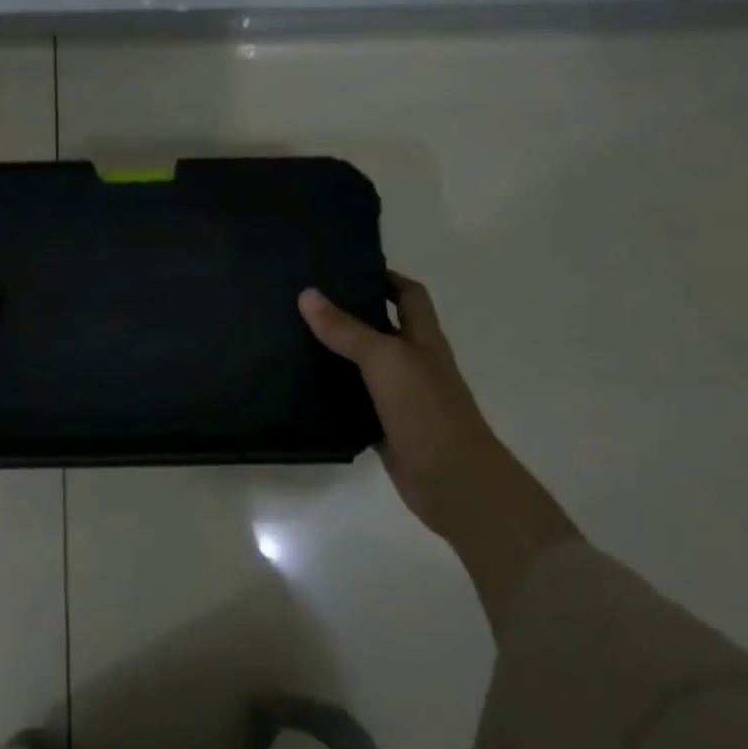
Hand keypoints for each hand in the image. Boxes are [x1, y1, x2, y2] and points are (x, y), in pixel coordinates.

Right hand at [297, 274, 498, 543]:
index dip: (384, 276)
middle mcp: (413, 363)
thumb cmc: (426, 410)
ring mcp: (400, 398)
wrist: (454, 482)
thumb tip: (307, 294)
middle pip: (382, 327)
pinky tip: (303, 390)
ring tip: (293, 338)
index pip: (408, 294)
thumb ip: (347, 329)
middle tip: (305, 301)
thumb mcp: (386, 360)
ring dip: (337, 354)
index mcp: (423, 338)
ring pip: (365, 367)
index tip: (345, 266)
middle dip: (350, 313)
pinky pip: (355, 403)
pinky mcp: (385, 428)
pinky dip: (334, 395)